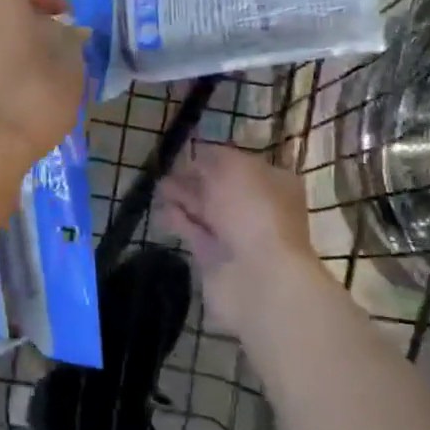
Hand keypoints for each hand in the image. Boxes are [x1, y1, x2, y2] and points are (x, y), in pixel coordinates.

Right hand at [157, 144, 316, 325]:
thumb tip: (198, 157)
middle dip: (194, 178)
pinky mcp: (216, 258)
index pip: (241, 164)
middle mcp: (257, 208)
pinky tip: (160, 211)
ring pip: (206, 211)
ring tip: (157, 187)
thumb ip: (213, 157)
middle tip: (167, 169)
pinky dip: (178, 221)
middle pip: (221, 188)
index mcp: (273, 182)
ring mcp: (237, 236)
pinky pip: (194, 234)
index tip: (189, 152)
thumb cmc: (252, 211)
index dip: (215, 157)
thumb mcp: (233, 167)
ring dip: (183, 198)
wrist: (259, 277)